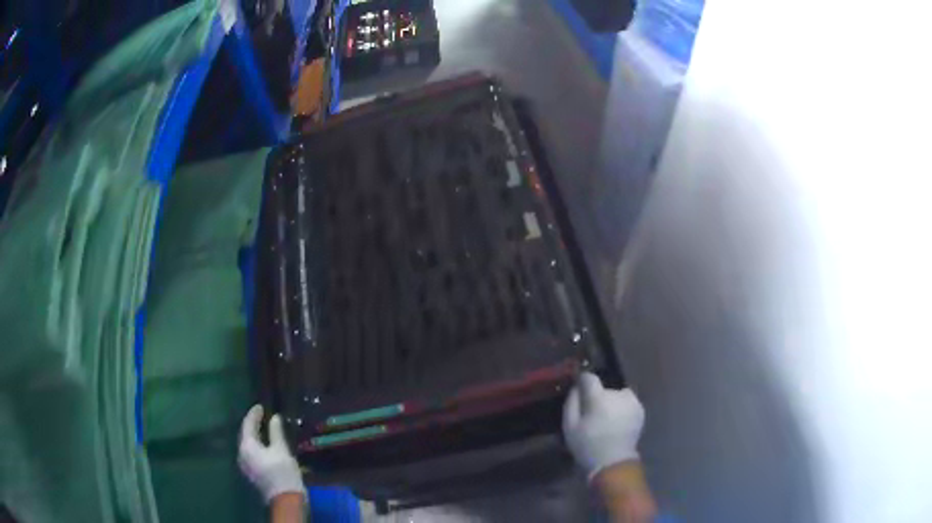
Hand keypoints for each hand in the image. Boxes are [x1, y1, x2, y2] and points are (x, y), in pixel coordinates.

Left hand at [238, 404, 305, 502]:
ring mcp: (245, 464)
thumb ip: (276, 432)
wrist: (284, 498)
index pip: (247, 424)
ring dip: (254, 436)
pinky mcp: (251, 472)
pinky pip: (250, 453)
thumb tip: (274, 418)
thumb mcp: (281, 449)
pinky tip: (265, 445)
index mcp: (246, 446)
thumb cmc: (282, 471)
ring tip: (264, 429)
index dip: (254, 414)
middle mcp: (241, 453)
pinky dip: (256, 445)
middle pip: (245, 435)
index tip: (261, 406)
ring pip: (247, 444)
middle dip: (252, 424)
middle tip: (262, 416)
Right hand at [562, 372, 644, 479]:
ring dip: (611, 402)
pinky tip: (616, 422)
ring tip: (606, 418)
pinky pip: (627, 402)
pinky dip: (621, 408)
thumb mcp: (570, 426)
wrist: (614, 462)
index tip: (579, 391)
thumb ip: (571, 402)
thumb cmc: (587, 446)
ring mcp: (633, 401)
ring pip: (617, 394)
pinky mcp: (640, 409)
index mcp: (599, 397)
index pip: (589, 377)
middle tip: (592, 413)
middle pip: (604, 388)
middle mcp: (618, 394)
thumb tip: (576, 387)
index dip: (582, 382)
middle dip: (598, 397)